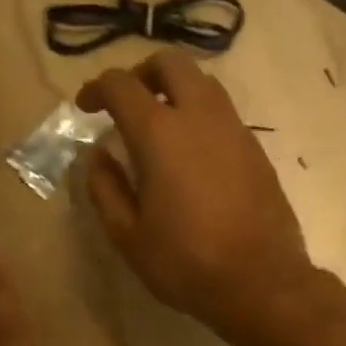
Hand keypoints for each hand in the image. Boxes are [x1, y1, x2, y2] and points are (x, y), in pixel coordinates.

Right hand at [78, 51, 319, 345]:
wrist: (260, 282)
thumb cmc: (185, 263)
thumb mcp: (128, 235)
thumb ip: (105, 188)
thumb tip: (97, 156)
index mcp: (160, 134)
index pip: (121, 86)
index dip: (97, 89)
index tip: (85, 107)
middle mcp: (200, 117)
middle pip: (171, 64)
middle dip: (142, 74)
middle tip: (127, 104)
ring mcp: (235, 130)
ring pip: (203, 84)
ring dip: (175, 91)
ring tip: (160, 127)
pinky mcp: (256, 150)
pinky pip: (223, 114)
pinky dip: (200, 117)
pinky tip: (192, 155)